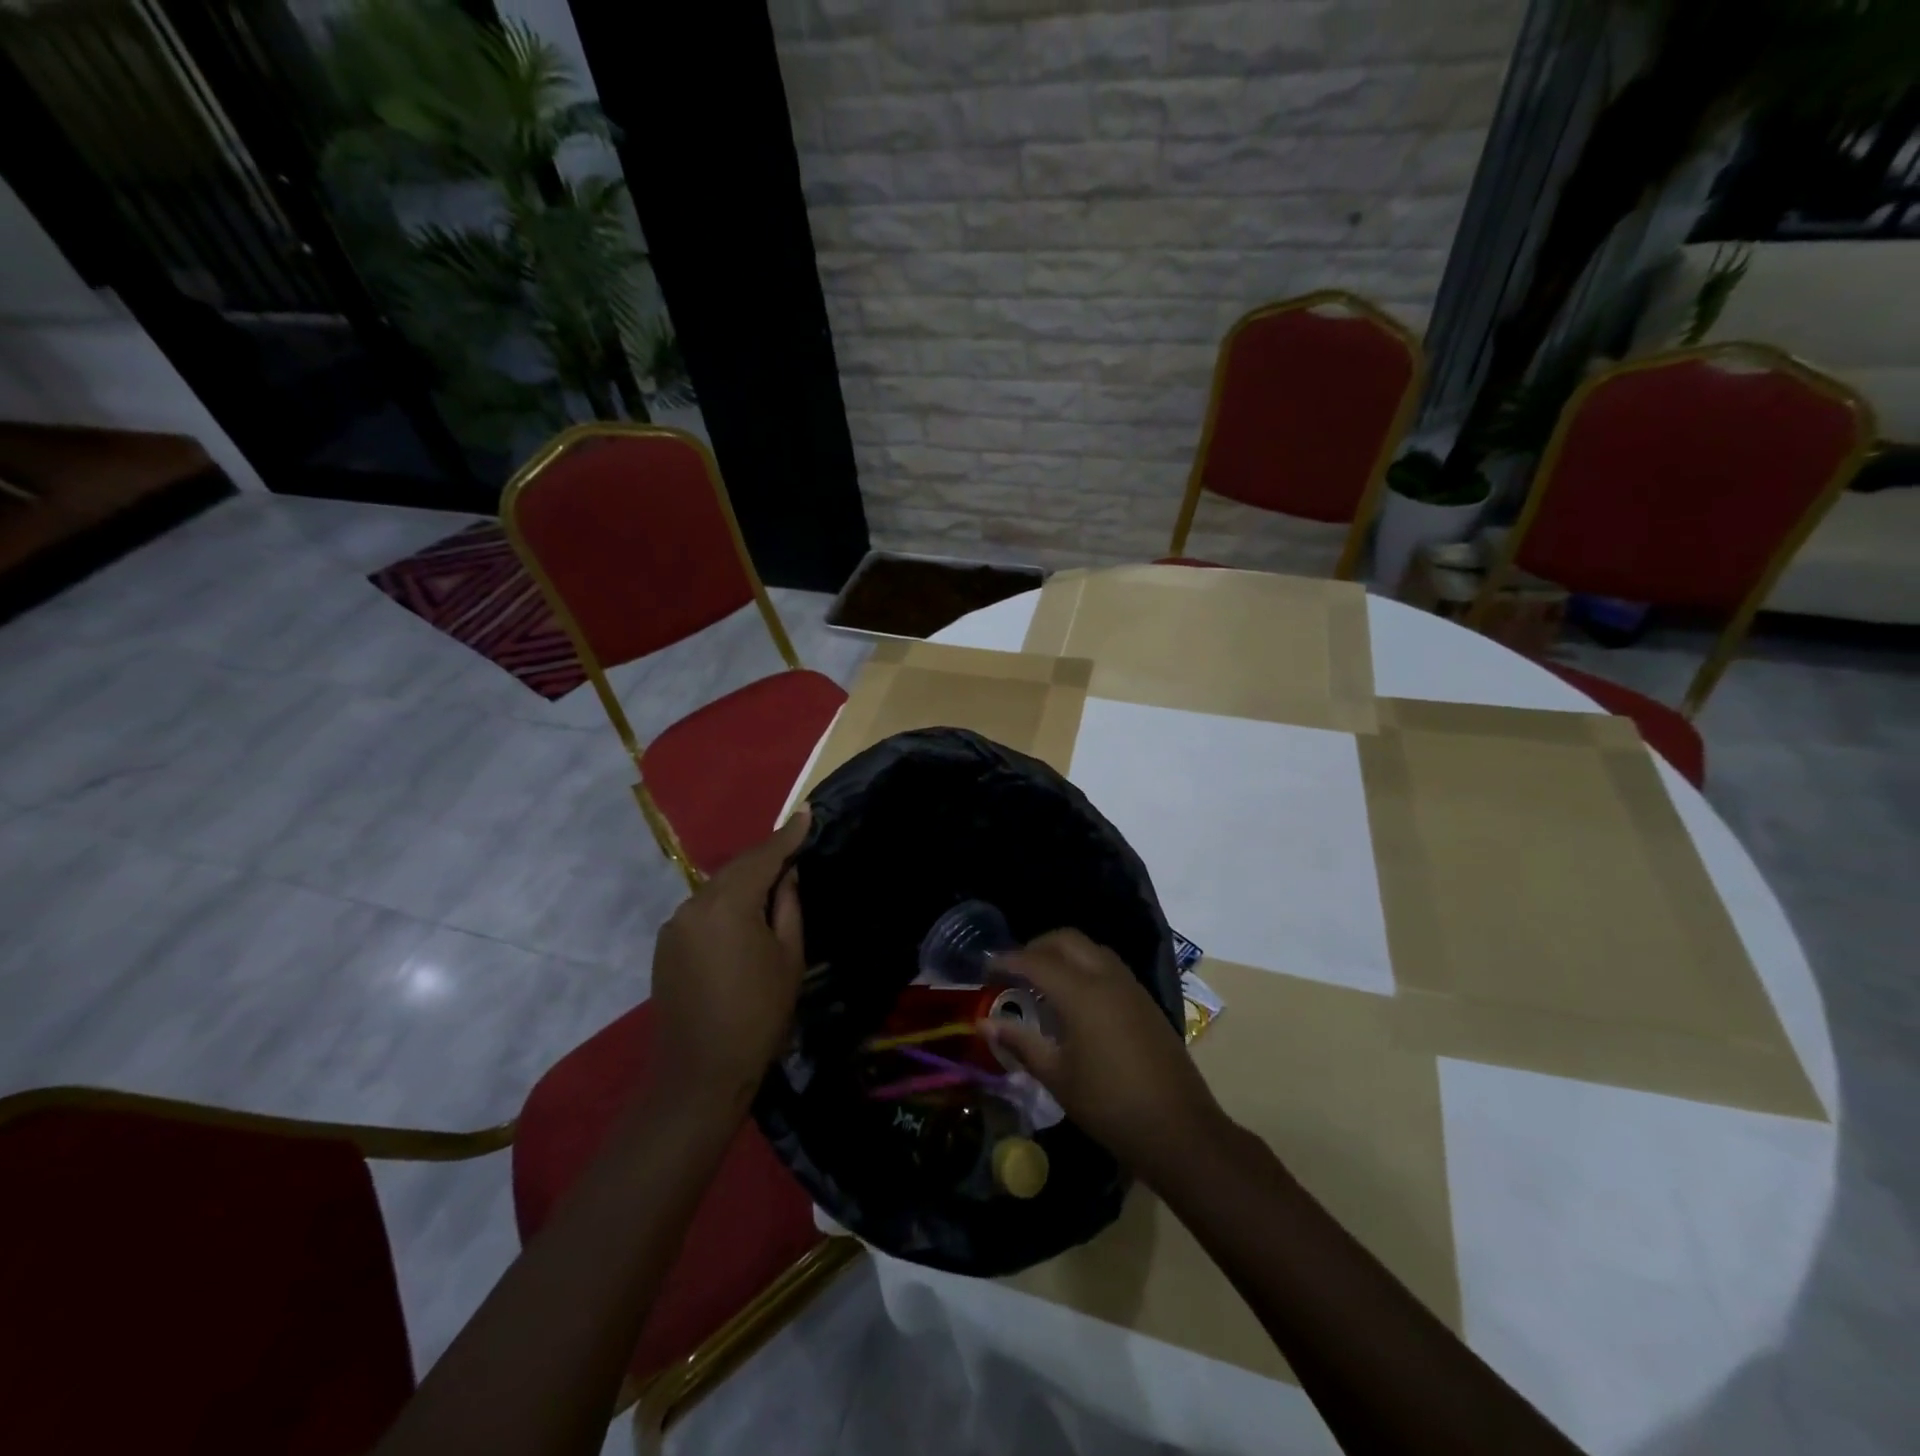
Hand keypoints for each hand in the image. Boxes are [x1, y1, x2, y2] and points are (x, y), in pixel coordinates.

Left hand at [650, 810, 809, 1109]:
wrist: (700, 1073)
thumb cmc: (758, 1014)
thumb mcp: (788, 957)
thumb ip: (788, 907)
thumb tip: (787, 875)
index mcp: (728, 904)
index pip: (763, 857)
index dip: (787, 836)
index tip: (806, 813)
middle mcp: (694, 904)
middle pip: (736, 869)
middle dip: (765, 858)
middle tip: (794, 849)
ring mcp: (675, 925)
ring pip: (717, 889)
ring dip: (744, 883)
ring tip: (772, 885)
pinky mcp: (666, 945)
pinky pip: (702, 911)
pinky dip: (725, 905)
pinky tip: (742, 918)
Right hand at [983, 929, 1227, 1186]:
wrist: (1179, 1128)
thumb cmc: (1110, 1105)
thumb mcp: (1057, 1077)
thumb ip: (1021, 1043)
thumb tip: (985, 1023)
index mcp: (1081, 993)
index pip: (1035, 961)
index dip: (1007, 960)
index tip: (985, 968)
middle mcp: (1106, 978)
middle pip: (1066, 940)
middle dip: (1036, 947)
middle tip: (1013, 969)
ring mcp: (1130, 986)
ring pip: (1090, 949)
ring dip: (1063, 953)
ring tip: (1041, 981)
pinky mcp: (1144, 1000)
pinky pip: (1108, 965)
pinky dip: (1084, 965)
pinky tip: (1074, 997)